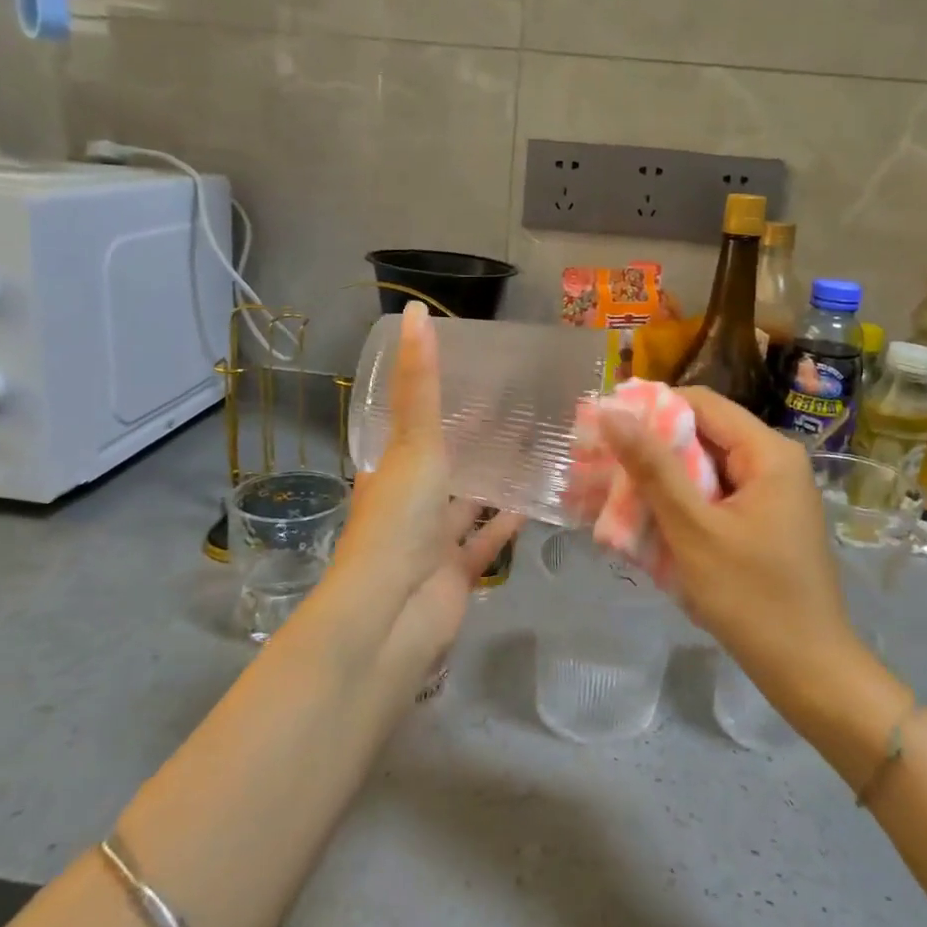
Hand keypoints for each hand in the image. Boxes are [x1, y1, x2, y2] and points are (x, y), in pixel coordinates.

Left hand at [310, 302, 520, 672]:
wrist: (391, 615)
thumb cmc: (397, 520)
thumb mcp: (412, 443)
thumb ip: (421, 384)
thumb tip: (414, 311)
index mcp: (389, 470)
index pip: (411, 425)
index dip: (434, 400)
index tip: (471, 373)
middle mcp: (408, 503)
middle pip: (444, 464)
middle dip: (472, 441)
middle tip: (516, 408)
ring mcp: (432, 541)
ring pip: (468, 503)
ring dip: (492, 482)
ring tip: (533, 448)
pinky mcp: (457, 573)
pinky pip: (486, 543)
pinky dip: (507, 524)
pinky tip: (536, 499)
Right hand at [598, 388, 857, 696]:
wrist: (809, 671)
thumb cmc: (751, 597)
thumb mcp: (694, 529)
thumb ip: (653, 468)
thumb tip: (611, 412)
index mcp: (768, 452)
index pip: (700, 403)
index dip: (650, 409)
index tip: (604, 430)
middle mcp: (774, 462)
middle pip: (703, 434)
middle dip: (651, 450)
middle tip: (601, 466)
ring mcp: (772, 493)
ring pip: (705, 468)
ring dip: (662, 481)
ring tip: (614, 495)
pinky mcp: (764, 521)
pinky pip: (715, 497)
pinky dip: (682, 505)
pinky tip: (648, 522)